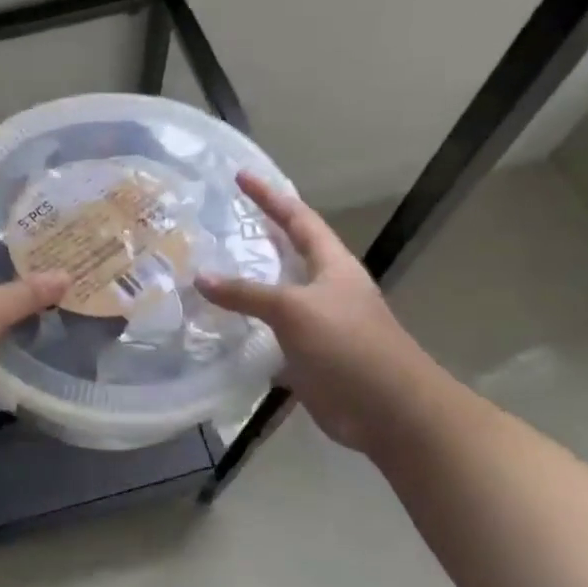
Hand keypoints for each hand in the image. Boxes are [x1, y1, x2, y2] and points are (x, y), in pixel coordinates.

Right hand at [196, 173, 439, 452]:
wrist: (387, 409)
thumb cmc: (348, 345)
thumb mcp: (294, 309)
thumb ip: (246, 293)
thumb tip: (200, 277)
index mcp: (332, 265)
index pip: (297, 218)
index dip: (270, 196)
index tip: (240, 176)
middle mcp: (324, 289)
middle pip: (287, 255)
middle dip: (256, 239)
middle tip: (218, 226)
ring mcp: (316, 325)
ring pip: (274, 298)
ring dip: (245, 288)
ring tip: (206, 274)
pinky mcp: (306, 357)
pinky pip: (269, 336)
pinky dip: (245, 331)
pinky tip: (218, 329)